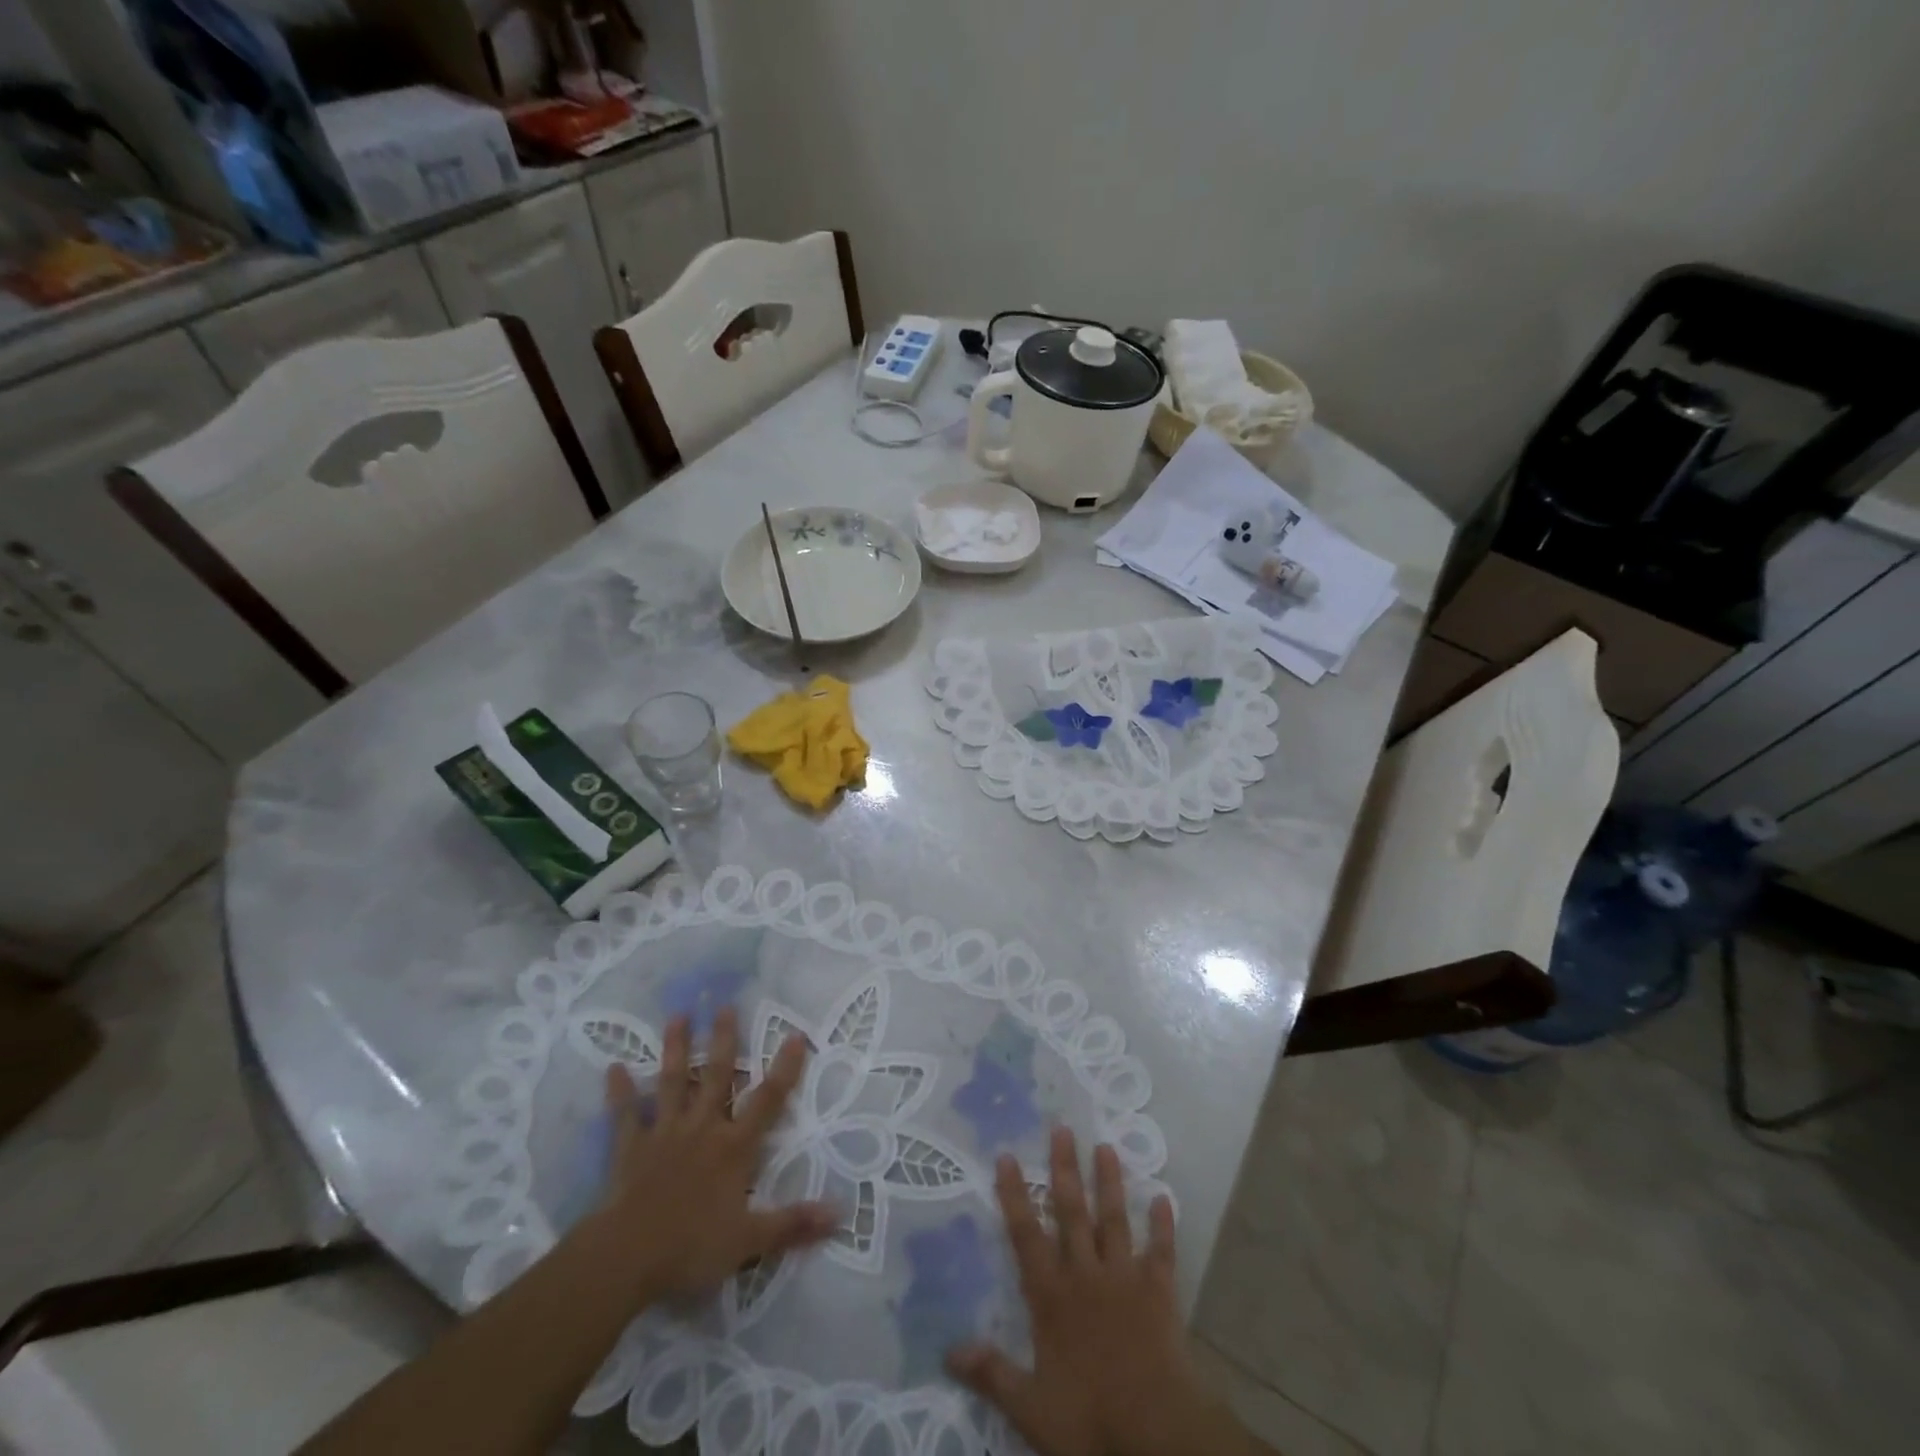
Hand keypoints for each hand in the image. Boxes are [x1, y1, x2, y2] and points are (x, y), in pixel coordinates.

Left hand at [584, 1007, 835, 1305]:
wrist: (626, 1258)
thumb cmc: (691, 1247)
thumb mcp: (750, 1241)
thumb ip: (793, 1223)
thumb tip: (840, 1212)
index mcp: (734, 1147)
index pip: (768, 1101)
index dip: (784, 1069)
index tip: (795, 1034)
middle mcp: (702, 1128)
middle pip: (715, 1076)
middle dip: (722, 1040)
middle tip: (724, 1005)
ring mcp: (664, 1133)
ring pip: (672, 1083)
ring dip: (674, 1049)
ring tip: (678, 1015)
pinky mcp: (631, 1147)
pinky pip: (625, 1115)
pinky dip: (619, 1092)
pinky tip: (612, 1067)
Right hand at [946, 1128, 1237, 1455]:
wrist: (1155, 1434)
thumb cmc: (1090, 1419)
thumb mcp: (1031, 1408)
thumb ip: (992, 1374)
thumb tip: (948, 1350)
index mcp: (1052, 1296)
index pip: (1026, 1235)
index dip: (1014, 1195)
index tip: (1007, 1155)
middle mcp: (1085, 1274)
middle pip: (1072, 1212)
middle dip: (1064, 1169)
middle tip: (1062, 1128)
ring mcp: (1124, 1278)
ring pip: (1114, 1220)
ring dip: (1110, 1183)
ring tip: (1106, 1147)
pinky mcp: (1159, 1292)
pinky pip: (1161, 1252)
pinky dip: (1163, 1226)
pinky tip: (1165, 1198)